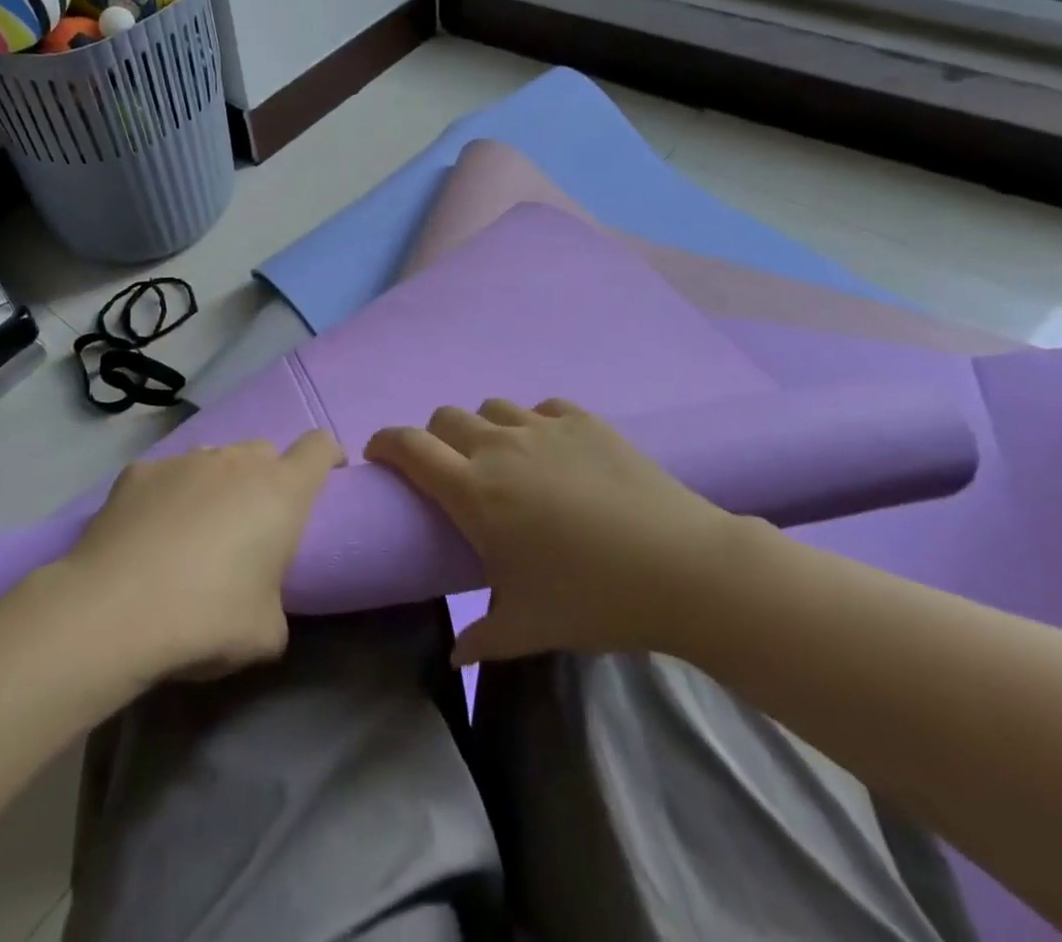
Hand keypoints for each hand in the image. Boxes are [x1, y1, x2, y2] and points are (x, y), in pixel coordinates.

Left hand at [59, 432, 344, 680]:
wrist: (114, 611)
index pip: (319, 447)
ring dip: (217, 485)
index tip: (327, 475)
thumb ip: (277, 602)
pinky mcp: (139, 470)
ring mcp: (185, 460)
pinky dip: (168, 495)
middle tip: (252, 523)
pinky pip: (167, 475)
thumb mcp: (267, 633)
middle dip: (267, 478)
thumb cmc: (208, 618)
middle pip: (265, 452)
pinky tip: (148, 533)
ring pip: (215, 459)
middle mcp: (237, 461)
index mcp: (281, 491)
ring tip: (195, 530)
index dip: (328, 457)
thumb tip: (262, 601)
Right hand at [366, 399, 746, 663]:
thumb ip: (481, 638)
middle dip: (435, 438)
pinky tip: (553, 452)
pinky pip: (542, 408)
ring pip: (491, 407)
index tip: (379, 455)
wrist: (681, 567)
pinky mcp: (584, 420)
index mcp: (474, 491)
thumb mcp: (527, 627)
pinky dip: (534, 424)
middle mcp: (499, 447)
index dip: (385, 443)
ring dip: (484, 429)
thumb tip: (455, 655)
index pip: (409, 446)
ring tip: (504, 462)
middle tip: (450, 472)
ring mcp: (543, 427)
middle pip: (445, 417)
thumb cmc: (592, 598)